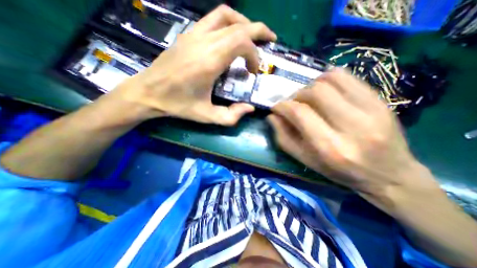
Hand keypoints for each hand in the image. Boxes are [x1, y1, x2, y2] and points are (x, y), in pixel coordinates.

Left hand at [109, 5, 277, 123]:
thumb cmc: (178, 105)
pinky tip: (231, 38)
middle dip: (259, 31)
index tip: (253, 72)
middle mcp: (203, 42)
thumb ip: (230, 116)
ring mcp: (194, 34)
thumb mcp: (206, 116)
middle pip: (238, 25)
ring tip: (252, 37)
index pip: (241, 43)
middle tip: (270, 40)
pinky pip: (213, 19)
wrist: (148, 92)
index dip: (254, 55)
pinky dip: (228, 24)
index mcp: (209, 61)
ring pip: (225, 15)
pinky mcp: (188, 35)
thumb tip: (249, 108)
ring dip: (243, 23)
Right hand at [267, 68, 436, 207]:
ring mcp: (371, 109)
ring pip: (330, 80)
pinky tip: (325, 91)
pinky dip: (328, 79)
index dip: (283, 106)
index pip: (300, 113)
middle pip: (315, 92)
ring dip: (311, 86)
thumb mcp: (305, 160)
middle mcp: (351, 126)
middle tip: (293, 103)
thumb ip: (284, 138)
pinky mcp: (380, 100)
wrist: (389, 175)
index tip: (276, 107)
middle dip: (296, 95)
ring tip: (308, 97)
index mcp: (329, 146)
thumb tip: (272, 116)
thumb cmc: (339, 171)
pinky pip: (347, 77)